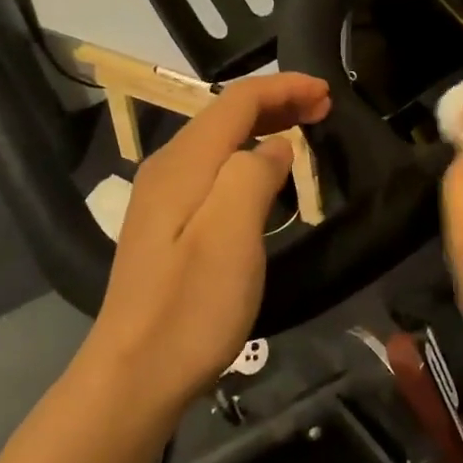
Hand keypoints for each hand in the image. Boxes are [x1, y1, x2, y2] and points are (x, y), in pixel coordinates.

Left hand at [84, 73, 330, 407]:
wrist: (135, 374)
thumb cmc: (191, 305)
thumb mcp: (232, 234)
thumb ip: (253, 175)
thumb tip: (274, 148)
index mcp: (183, 163)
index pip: (237, 101)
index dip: (283, 88)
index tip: (327, 93)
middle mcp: (167, 169)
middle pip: (225, 116)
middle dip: (275, 103)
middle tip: (322, 109)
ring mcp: (162, 200)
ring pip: (218, 143)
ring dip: (262, 128)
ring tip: (302, 132)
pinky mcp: (166, 228)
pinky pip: (212, 171)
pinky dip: (246, 158)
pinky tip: (263, 177)